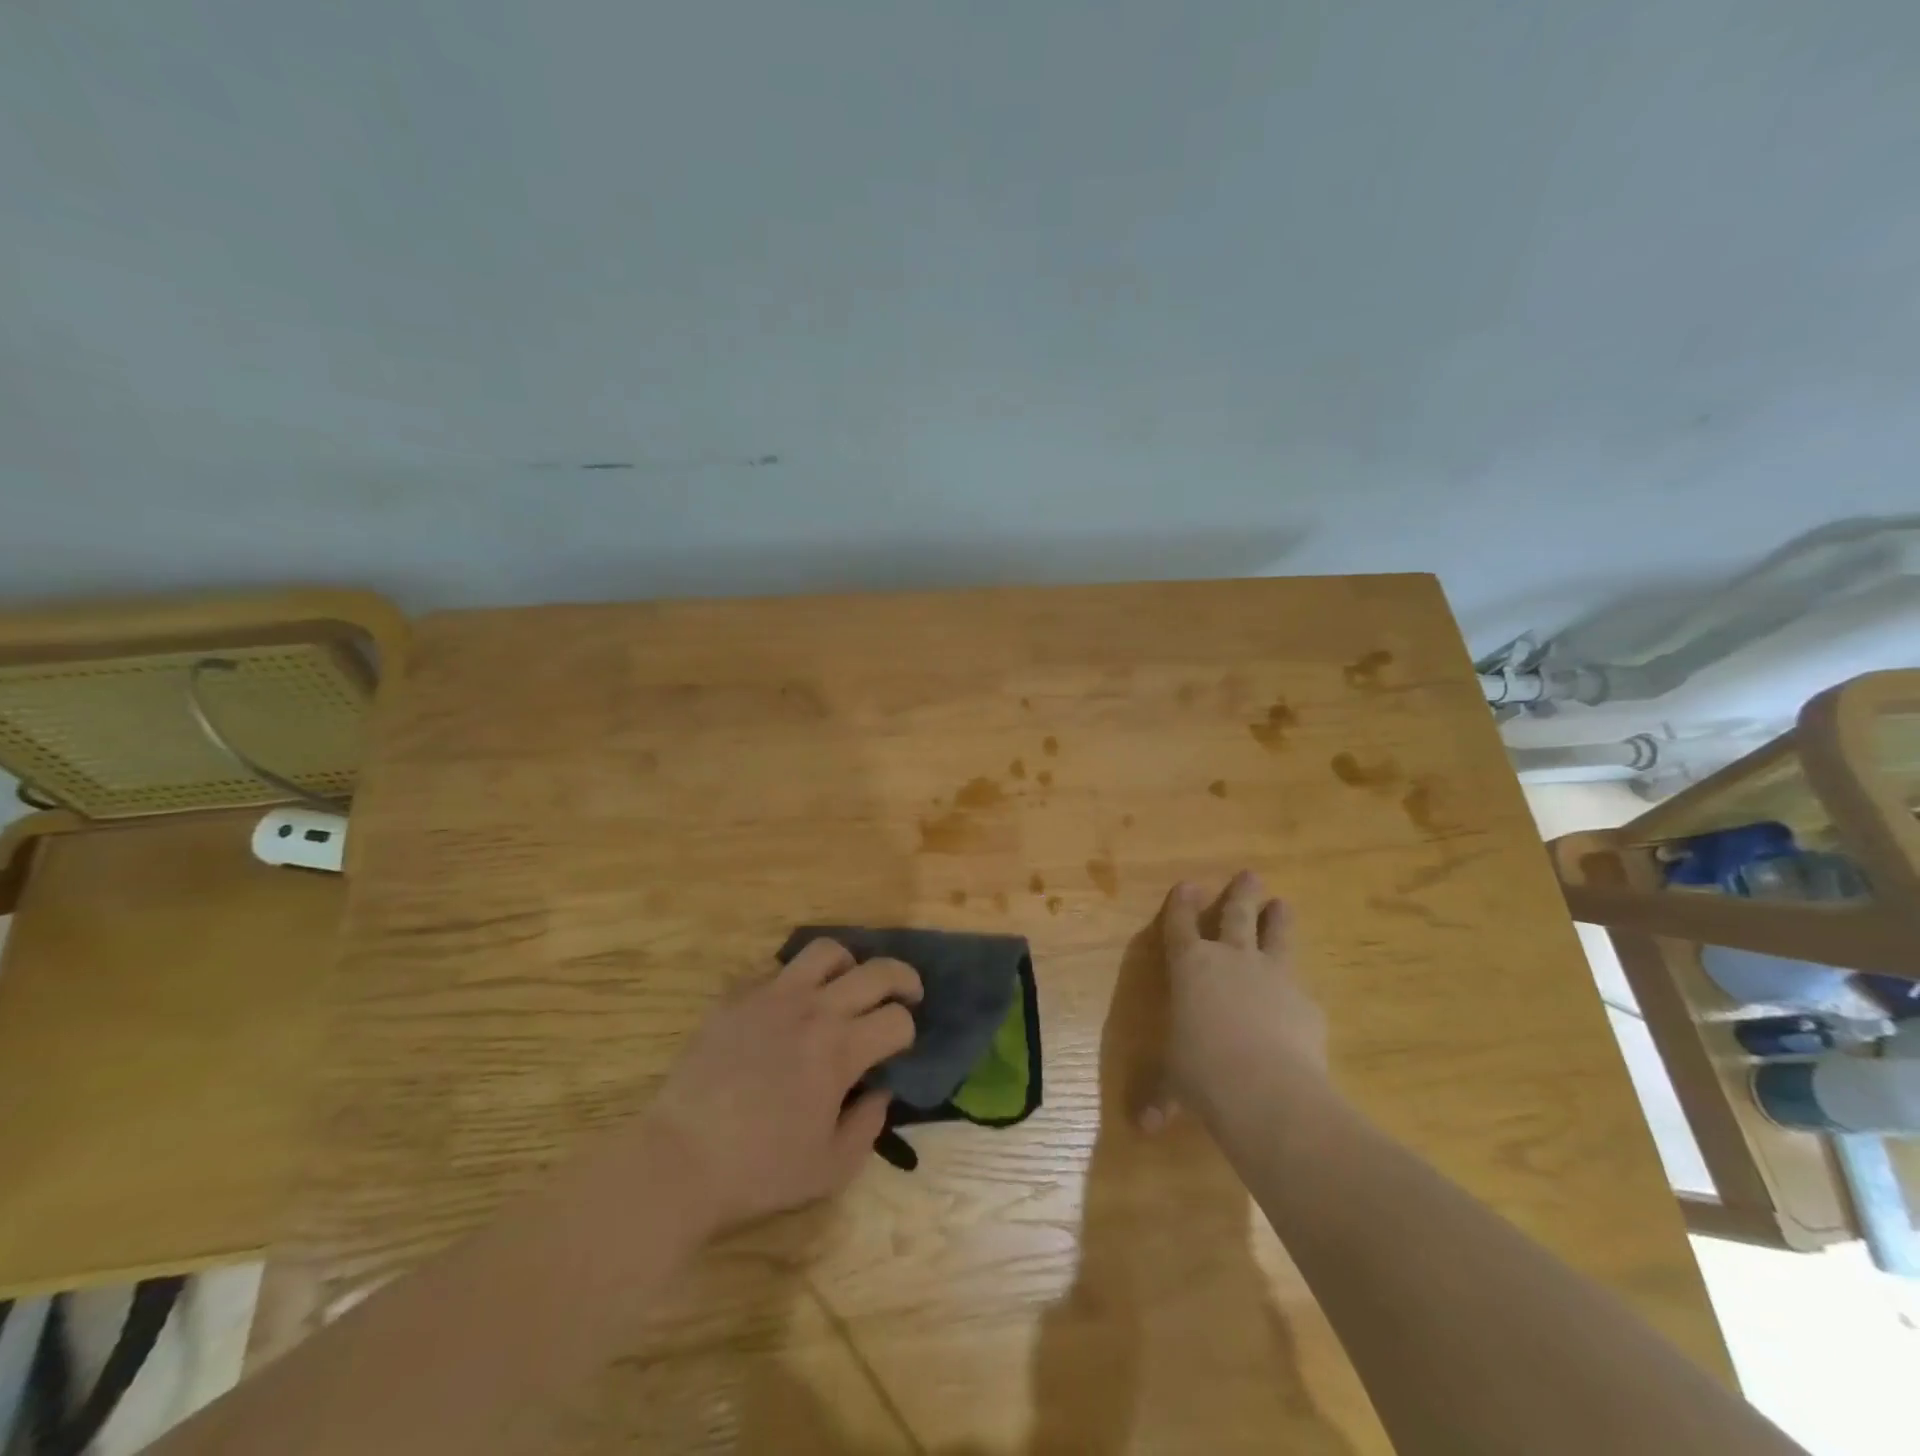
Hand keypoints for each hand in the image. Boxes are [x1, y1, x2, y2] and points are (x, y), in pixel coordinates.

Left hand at [638, 939, 920, 1230]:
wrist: (679, 1159)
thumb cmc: (759, 1170)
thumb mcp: (831, 1168)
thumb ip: (868, 1125)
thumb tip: (878, 1091)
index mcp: (841, 1049)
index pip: (897, 1019)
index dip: (908, 1031)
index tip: (900, 1047)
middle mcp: (814, 1009)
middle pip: (876, 971)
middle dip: (903, 978)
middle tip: (907, 992)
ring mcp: (772, 995)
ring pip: (826, 951)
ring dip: (849, 964)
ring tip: (846, 984)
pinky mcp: (736, 996)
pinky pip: (775, 968)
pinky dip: (794, 980)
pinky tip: (788, 1006)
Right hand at [1142, 871, 1328, 1133]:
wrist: (1266, 1089)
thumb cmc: (1201, 1073)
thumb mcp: (1174, 1084)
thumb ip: (1160, 1097)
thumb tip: (1142, 1128)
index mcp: (1190, 967)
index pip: (1181, 925)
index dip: (1183, 904)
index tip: (1188, 885)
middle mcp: (1232, 960)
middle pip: (1237, 915)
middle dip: (1241, 894)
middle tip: (1251, 875)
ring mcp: (1273, 976)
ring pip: (1277, 936)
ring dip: (1279, 919)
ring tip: (1284, 904)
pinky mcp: (1306, 1003)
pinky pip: (1300, 988)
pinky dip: (1296, 989)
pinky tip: (1301, 999)